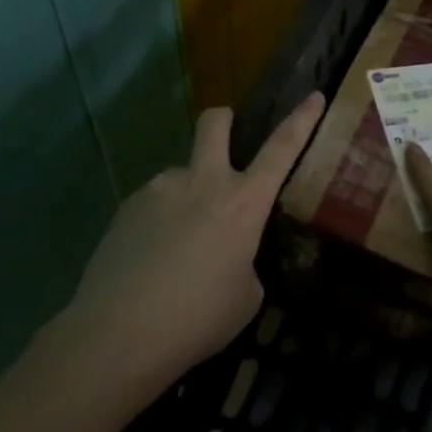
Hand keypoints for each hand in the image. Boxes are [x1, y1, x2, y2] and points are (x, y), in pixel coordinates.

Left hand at [67, 92, 325, 383]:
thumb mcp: (245, 296)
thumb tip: (228, 253)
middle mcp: (202, 182)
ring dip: (187, 196)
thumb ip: (244, 260)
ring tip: (177, 248)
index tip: (313, 96)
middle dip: (224, 120)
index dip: (301, 120)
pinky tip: (150, 262)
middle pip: (214, 124)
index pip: (281, 149)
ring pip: (181, 176)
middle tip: (225, 136)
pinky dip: (160, 222)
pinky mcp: (127, 207)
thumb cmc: (198, 319)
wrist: (118, 335)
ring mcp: (160, 190)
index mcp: (243, 203)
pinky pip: (154, 204)